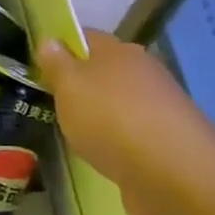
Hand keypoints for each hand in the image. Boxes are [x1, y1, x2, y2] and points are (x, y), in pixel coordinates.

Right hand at [37, 32, 214, 214]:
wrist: (175, 177)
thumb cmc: (111, 119)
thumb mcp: (69, 87)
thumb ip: (56, 64)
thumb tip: (49, 40)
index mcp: (119, 50)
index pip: (86, 37)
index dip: (62, 47)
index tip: (39, 66)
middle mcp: (144, 72)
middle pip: (105, 70)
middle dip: (82, 84)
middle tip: (53, 103)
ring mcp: (160, 108)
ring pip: (120, 103)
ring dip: (102, 116)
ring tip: (75, 135)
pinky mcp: (169, 143)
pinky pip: (134, 135)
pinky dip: (119, 143)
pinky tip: (105, 158)